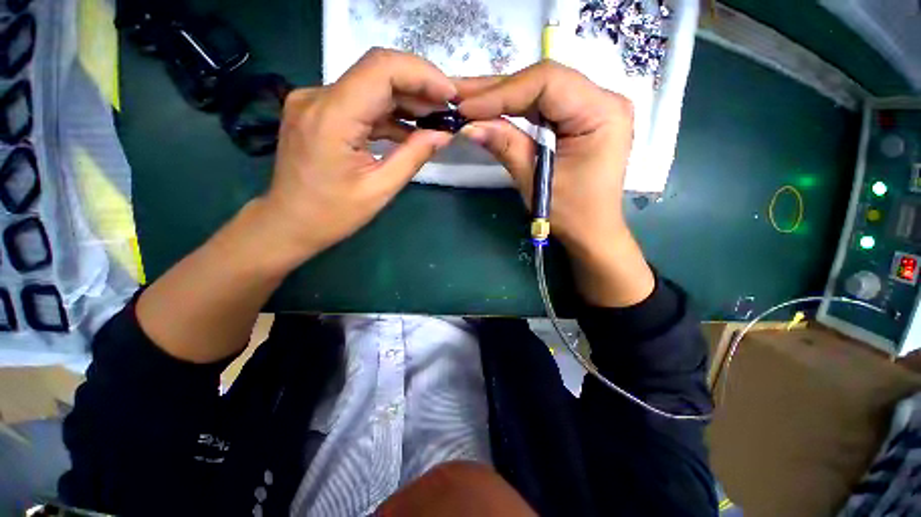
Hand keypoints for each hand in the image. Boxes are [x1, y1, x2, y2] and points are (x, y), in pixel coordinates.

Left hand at [259, 48, 456, 267]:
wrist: (289, 222)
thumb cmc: (333, 214)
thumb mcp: (380, 189)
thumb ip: (413, 156)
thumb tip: (443, 134)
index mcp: (332, 117)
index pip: (382, 69)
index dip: (422, 74)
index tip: (449, 95)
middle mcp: (317, 97)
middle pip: (377, 70)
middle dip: (418, 86)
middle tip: (446, 110)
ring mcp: (314, 101)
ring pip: (369, 84)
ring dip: (405, 99)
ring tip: (433, 120)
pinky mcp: (317, 110)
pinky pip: (359, 101)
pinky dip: (387, 112)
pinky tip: (408, 128)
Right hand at [455, 61, 653, 306]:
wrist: (591, 231)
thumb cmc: (571, 213)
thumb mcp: (535, 180)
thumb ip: (506, 146)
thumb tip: (468, 126)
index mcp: (601, 112)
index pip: (547, 83)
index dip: (502, 92)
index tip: (466, 107)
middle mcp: (602, 99)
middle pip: (543, 81)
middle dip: (496, 89)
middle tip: (457, 93)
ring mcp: (592, 106)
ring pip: (540, 89)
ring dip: (502, 95)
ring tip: (467, 98)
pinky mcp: (579, 118)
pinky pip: (543, 105)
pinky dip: (514, 107)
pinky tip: (490, 108)